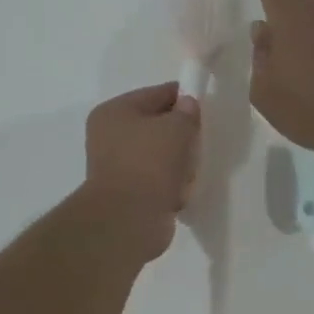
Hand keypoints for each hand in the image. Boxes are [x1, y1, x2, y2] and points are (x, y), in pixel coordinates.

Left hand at [79, 82, 201, 262]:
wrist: (129, 219)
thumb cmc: (150, 162)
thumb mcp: (176, 127)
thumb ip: (186, 111)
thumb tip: (187, 104)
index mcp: (114, 112)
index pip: (155, 94)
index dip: (182, 97)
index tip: (205, 107)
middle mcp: (108, 136)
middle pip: (156, 126)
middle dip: (180, 135)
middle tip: (199, 141)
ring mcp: (115, 167)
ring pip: (158, 155)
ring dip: (177, 162)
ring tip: (190, 171)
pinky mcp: (126, 194)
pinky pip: (156, 180)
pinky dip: (170, 185)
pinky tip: (181, 191)